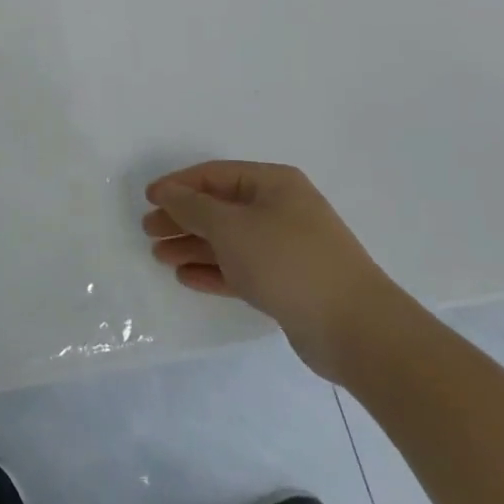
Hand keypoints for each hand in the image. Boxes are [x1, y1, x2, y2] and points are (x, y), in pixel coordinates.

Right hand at [143, 161, 405, 382]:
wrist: (356, 329)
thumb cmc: (288, 262)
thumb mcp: (231, 227)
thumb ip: (193, 207)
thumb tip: (168, 192)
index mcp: (273, 183)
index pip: (214, 175)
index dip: (178, 184)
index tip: (148, 199)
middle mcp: (280, 209)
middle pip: (220, 207)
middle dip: (183, 218)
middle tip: (149, 231)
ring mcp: (286, 247)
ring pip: (229, 240)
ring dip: (193, 246)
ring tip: (159, 256)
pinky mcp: (288, 283)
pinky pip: (242, 269)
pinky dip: (214, 270)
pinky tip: (186, 278)